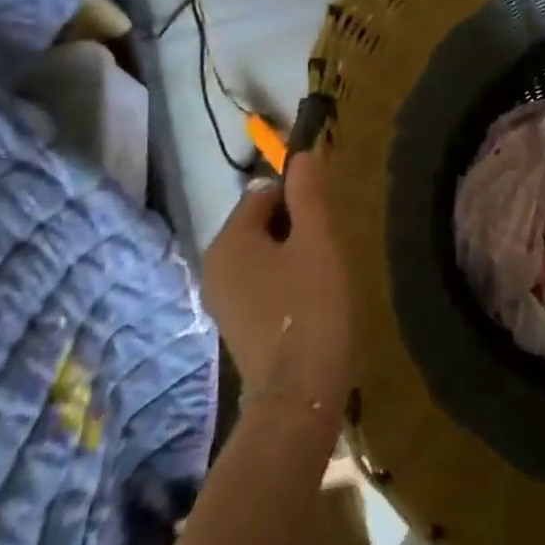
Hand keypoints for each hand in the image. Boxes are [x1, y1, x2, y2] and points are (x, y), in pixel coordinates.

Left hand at [200, 148, 351, 417]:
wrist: (299, 391)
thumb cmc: (311, 307)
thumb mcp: (317, 242)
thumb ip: (308, 195)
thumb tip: (302, 154)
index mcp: (229, 241)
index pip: (264, 194)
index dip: (300, 198)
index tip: (329, 220)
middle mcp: (214, 265)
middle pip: (260, 224)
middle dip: (296, 228)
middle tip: (329, 249)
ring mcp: (222, 299)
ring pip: (262, 255)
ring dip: (293, 255)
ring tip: (324, 276)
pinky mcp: (236, 324)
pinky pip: (260, 283)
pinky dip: (285, 282)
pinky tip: (310, 301)